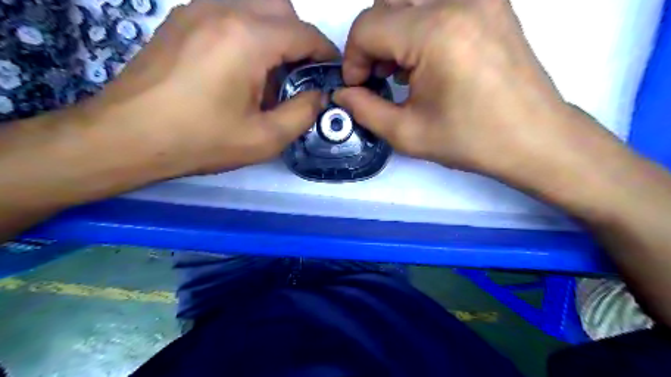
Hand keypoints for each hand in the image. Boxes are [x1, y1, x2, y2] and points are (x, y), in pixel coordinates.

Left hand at [88, 0, 337, 175]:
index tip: (331, 74)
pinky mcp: (181, 19)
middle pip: (281, 9)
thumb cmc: (200, 141)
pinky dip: (248, 34)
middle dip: (299, 40)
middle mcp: (223, 10)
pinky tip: (240, 68)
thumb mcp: (264, 138)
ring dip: (274, 35)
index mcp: (248, 39)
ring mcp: (197, 9)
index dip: (325, 53)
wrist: (127, 137)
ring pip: (255, 7)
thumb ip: (302, 113)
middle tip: (299, 76)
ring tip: (268, 76)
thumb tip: (319, 96)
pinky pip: (229, 13)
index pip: (304, 33)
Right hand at [335, 0, 611, 184]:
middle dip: (371, 43)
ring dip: (393, 32)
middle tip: (378, 78)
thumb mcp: (407, 133)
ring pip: (410, 0)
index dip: (353, 58)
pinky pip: (438, 3)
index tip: (359, 86)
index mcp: (436, 32)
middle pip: (386, 5)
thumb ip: (365, 110)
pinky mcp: (492, 3)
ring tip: (401, 70)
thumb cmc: (471, 140)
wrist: (534, 138)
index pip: (368, 25)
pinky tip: (425, 58)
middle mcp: (459, 0)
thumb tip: (343, 93)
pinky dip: (418, 25)